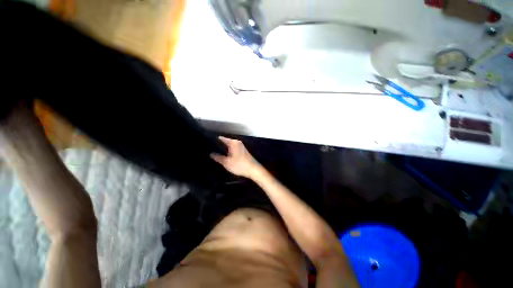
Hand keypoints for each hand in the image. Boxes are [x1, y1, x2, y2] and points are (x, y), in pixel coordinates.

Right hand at [211, 137, 259, 178]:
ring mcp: (241, 146)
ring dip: (223, 149)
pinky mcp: (242, 151)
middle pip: (225, 142)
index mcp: (233, 142)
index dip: (214, 140)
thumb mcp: (226, 162)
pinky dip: (228, 151)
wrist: (253, 170)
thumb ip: (218, 157)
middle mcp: (237, 142)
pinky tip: (224, 155)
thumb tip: (211, 153)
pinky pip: (233, 149)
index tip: (207, 143)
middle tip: (209, 149)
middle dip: (218, 145)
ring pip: (229, 146)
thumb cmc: (239, 165)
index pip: (221, 138)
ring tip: (214, 152)